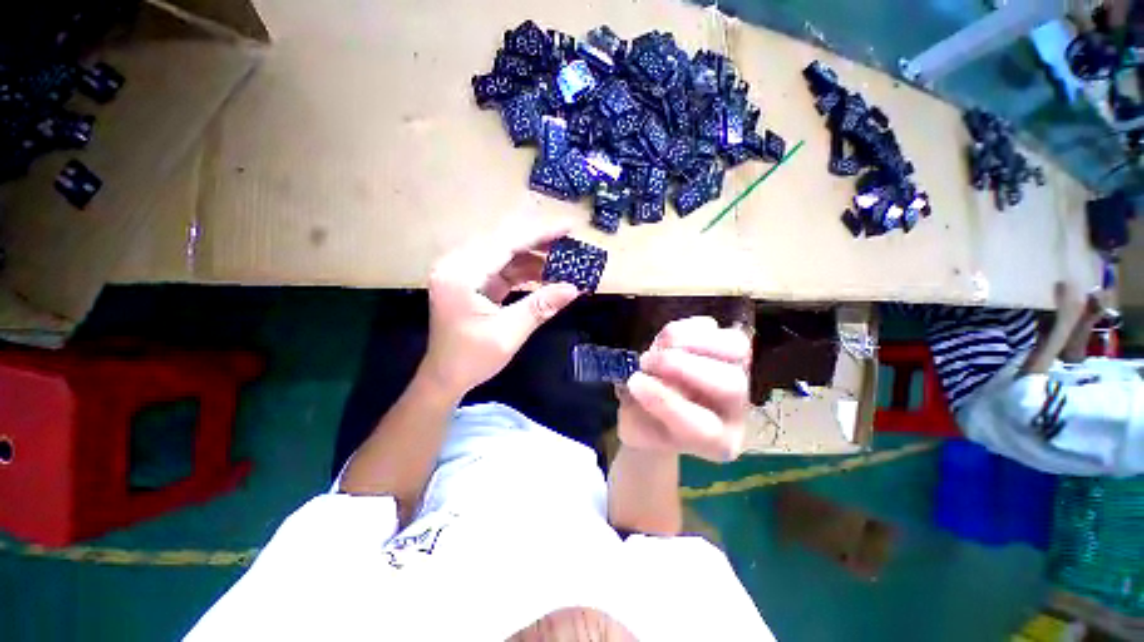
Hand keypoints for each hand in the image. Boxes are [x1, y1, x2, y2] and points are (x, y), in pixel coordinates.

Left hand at [419, 220, 580, 396]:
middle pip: (504, 242)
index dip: (539, 234)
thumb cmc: (471, 359)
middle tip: (570, 241)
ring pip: (505, 254)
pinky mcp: (472, 281)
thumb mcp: (508, 334)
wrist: (445, 377)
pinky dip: (525, 270)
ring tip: (564, 259)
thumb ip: (540, 307)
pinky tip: (546, 273)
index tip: (568, 227)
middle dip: (539, 242)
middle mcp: (458, 265)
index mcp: (461, 275)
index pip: (505, 244)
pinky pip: (503, 268)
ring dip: (534, 256)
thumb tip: (574, 288)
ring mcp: (464, 272)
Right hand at [618, 316, 750, 461]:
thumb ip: (640, 413)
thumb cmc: (645, 424)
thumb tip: (644, 381)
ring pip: (735, 348)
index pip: (703, 427)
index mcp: (716, 443)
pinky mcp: (726, 347)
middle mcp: (735, 409)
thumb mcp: (634, 429)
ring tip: (658, 347)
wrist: (657, 408)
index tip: (634, 383)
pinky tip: (665, 340)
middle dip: (682, 367)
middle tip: (647, 362)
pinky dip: (688, 327)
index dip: (666, 402)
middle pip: (731, 385)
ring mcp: (736, 372)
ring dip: (690, 341)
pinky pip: (717, 328)